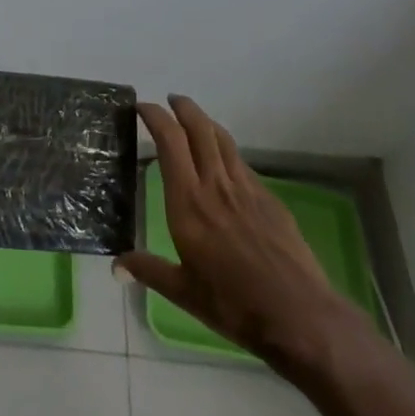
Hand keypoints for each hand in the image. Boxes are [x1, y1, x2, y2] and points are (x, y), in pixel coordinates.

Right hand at [116, 95, 369, 374]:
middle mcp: (215, 184)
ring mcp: (246, 188)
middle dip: (183, 108)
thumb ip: (149, 271)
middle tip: (170, 101)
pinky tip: (225, 163)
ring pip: (223, 140)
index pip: (169, 142)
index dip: (155, 117)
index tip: (142, 108)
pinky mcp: (269, 199)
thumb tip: (116, 265)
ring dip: (206, 122)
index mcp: (188, 202)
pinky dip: (227, 151)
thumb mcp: (184, 293)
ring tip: (195, 120)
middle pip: (199, 129)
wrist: (297, 314)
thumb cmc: (234, 305)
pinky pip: (242, 163)